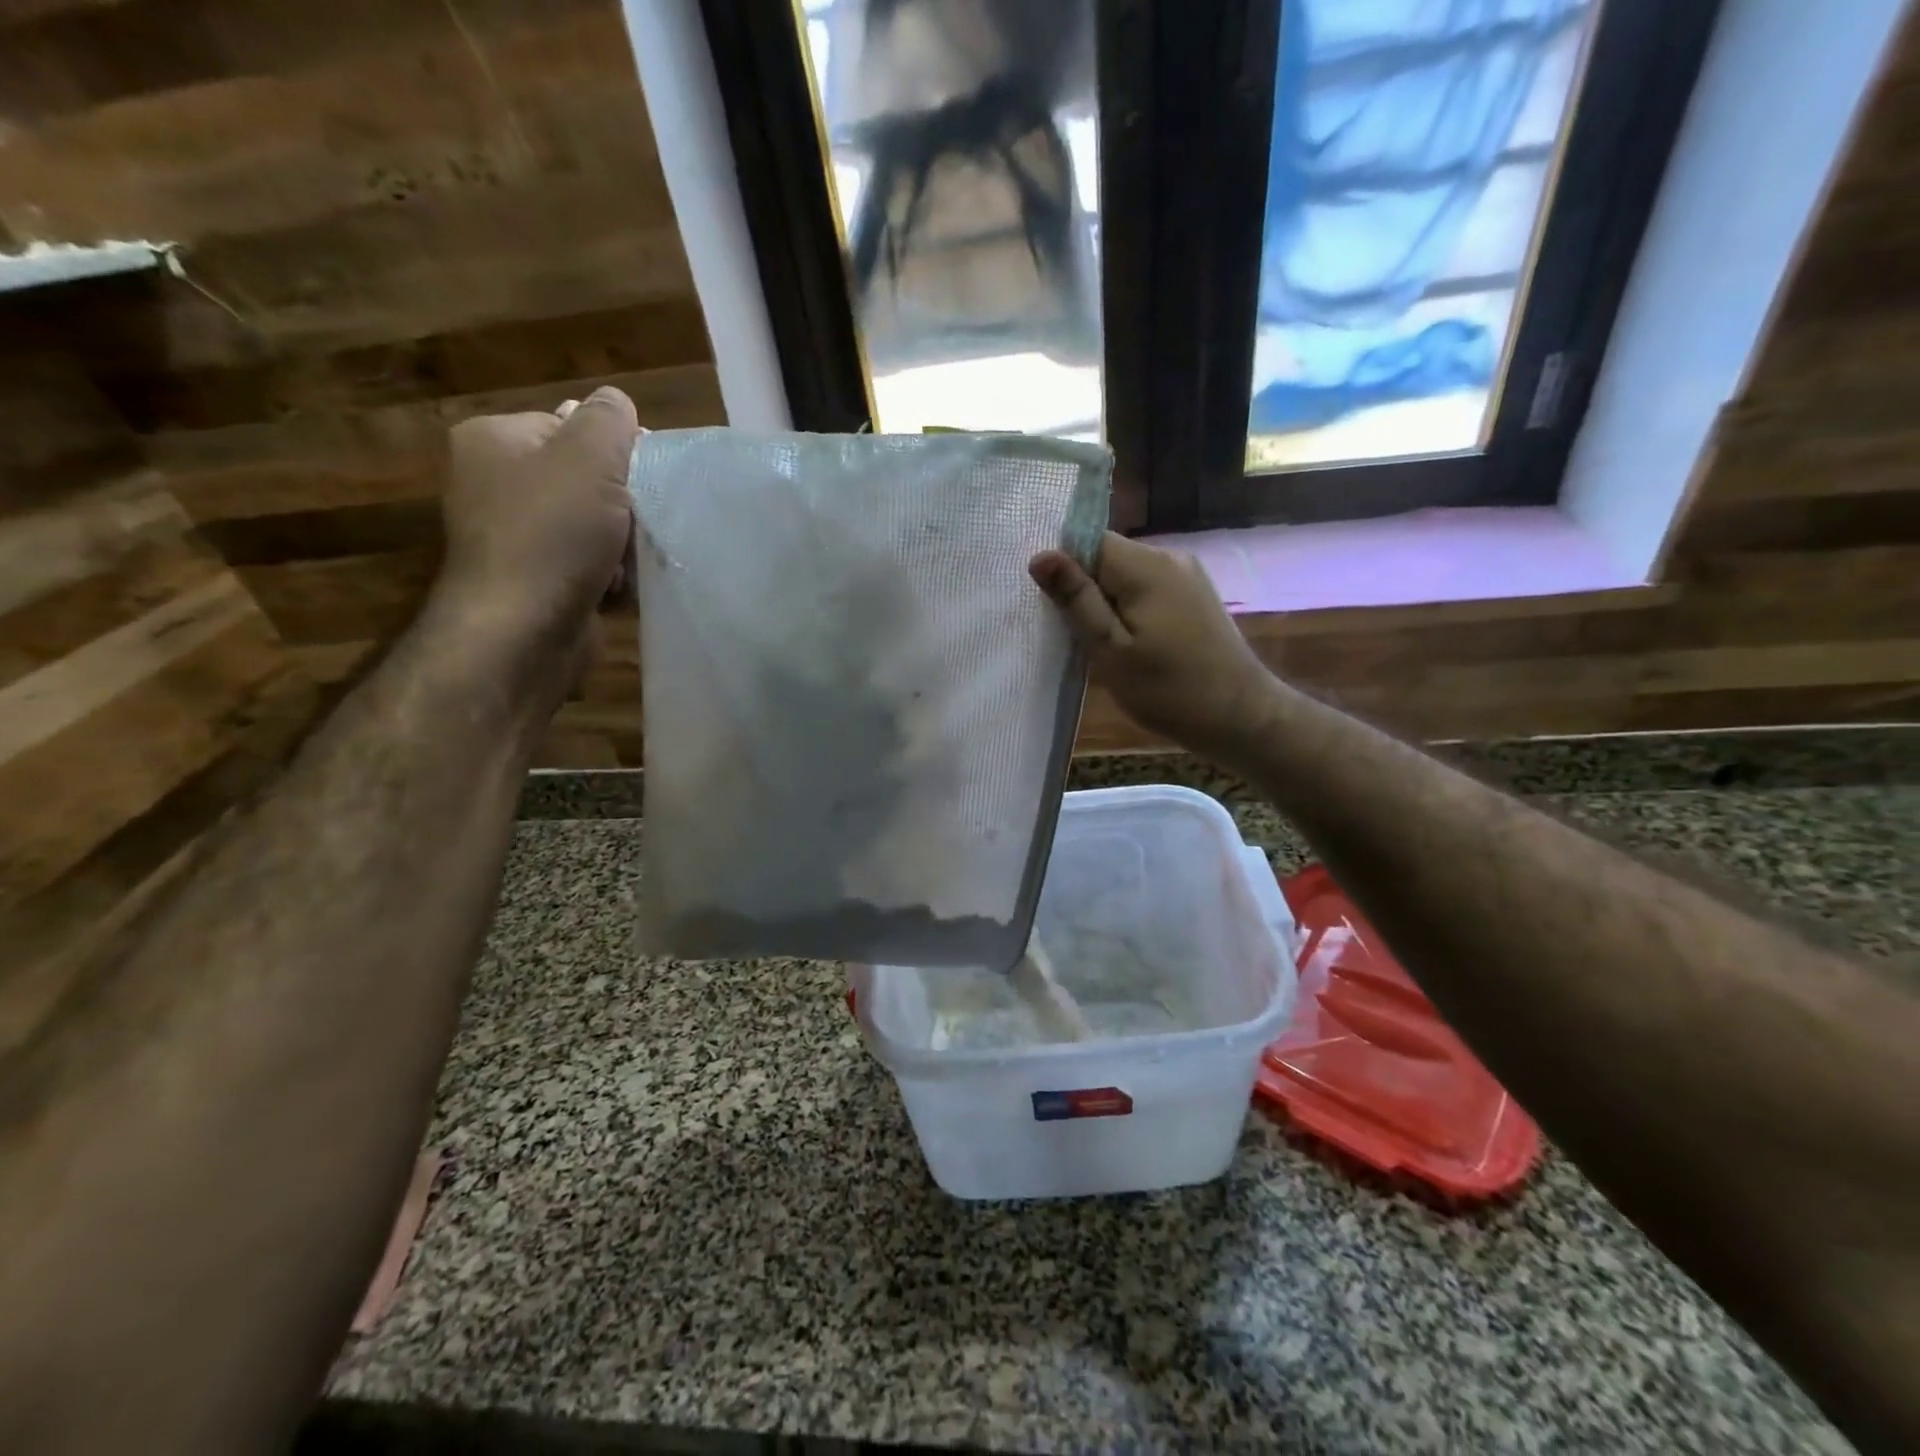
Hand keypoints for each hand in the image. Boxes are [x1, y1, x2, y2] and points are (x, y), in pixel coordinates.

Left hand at [432, 387, 638, 691]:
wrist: (524, 628)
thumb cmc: (553, 533)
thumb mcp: (590, 458)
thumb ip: (609, 420)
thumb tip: (616, 400)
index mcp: (493, 441)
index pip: (569, 426)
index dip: (613, 451)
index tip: (641, 479)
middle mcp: (493, 483)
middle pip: (584, 479)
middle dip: (621, 505)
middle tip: (634, 524)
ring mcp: (511, 536)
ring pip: (591, 526)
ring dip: (620, 545)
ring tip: (624, 563)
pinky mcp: (533, 580)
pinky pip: (585, 564)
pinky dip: (607, 575)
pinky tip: (614, 588)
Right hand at [1029, 531, 1276, 757]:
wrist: (1240, 716)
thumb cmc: (1169, 690)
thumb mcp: (1111, 650)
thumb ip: (1077, 600)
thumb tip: (1040, 555)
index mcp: (1146, 566)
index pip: (1087, 540)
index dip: (1064, 569)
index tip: (1051, 607)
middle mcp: (1169, 557)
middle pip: (1107, 557)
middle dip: (1084, 589)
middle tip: (1071, 634)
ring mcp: (1187, 575)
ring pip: (1126, 576)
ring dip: (1106, 603)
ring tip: (1099, 644)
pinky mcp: (1194, 596)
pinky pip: (1147, 589)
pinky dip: (1129, 610)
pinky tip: (1129, 644)